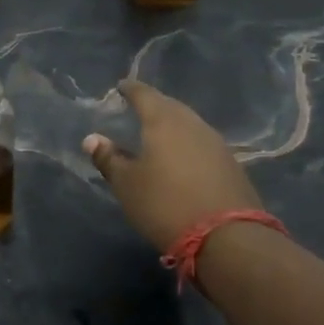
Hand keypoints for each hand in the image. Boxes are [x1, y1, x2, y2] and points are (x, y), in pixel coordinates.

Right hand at [83, 80, 262, 252]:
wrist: (228, 237)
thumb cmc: (165, 204)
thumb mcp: (127, 185)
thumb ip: (109, 159)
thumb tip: (92, 139)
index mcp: (164, 121)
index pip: (144, 95)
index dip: (131, 89)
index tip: (121, 86)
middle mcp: (192, 124)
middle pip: (170, 106)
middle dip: (154, 104)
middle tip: (139, 107)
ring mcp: (216, 143)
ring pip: (189, 124)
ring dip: (173, 124)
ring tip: (159, 132)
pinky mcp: (231, 164)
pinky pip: (202, 143)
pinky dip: (188, 143)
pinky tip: (182, 155)